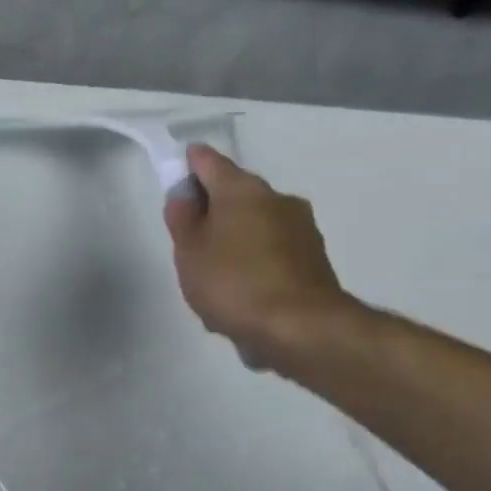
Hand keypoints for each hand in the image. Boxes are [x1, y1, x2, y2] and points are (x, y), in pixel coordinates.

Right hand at [164, 144, 355, 371]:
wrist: (299, 327)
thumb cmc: (233, 284)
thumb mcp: (190, 253)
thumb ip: (182, 220)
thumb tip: (183, 194)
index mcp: (243, 191)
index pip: (210, 163)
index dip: (190, 163)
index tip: (177, 169)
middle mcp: (277, 199)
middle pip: (236, 194)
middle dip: (213, 208)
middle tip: (188, 236)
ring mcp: (301, 227)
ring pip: (256, 222)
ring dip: (235, 237)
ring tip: (214, 273)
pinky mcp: (313, 257)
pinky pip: (272, 249)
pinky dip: (254, 260)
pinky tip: (240, 290)